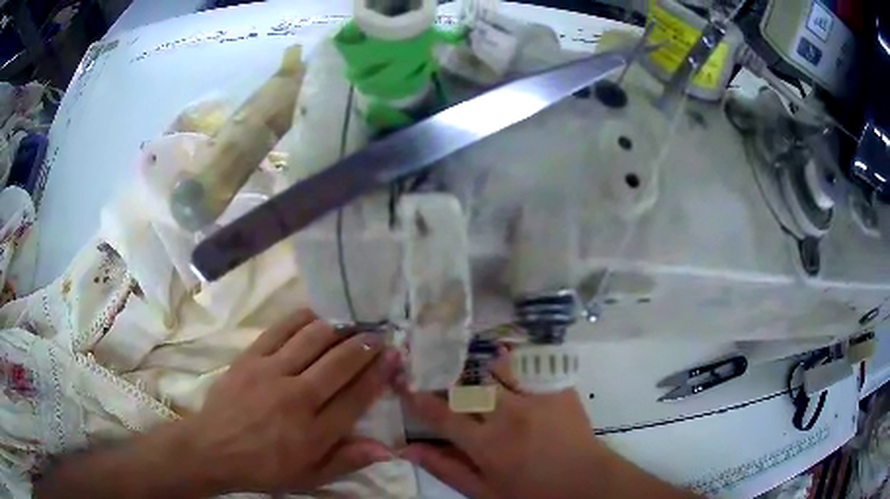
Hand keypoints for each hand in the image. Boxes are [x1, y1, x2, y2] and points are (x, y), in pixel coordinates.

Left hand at [185, 309, 399, 494]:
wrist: (213, 448)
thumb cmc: (265, 468)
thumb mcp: (309, 477)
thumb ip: (347, 461)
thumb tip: (386, 448)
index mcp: (314, 431)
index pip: (356, 396)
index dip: (379, 374)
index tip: (395, 357)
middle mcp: (296, 397)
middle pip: (339, 362)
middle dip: (365, 345)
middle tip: (381, 334)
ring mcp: (271, 372)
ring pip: (313, 339)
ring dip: (340, 327)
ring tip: (355, 322)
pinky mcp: (250, 357)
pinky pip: (281, 329)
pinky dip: (303, 318)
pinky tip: (318, 314)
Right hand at [396, 353, 689, 498]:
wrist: (586, 482)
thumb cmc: (532, 493)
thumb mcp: (485, 492)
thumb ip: (447, 469)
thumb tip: (409, 449)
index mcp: (485, 444)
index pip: (440, 415)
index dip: (418, 398)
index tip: (404, 382)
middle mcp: (506, 414)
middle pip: (468, 386)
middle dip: (455, 385)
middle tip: (453, 388)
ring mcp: (535, 397)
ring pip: (499, 368)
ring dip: (488, 372)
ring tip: (490, 379)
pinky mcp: (558, 388)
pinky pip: (532, 366)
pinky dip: (520, 366)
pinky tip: (519, 374)